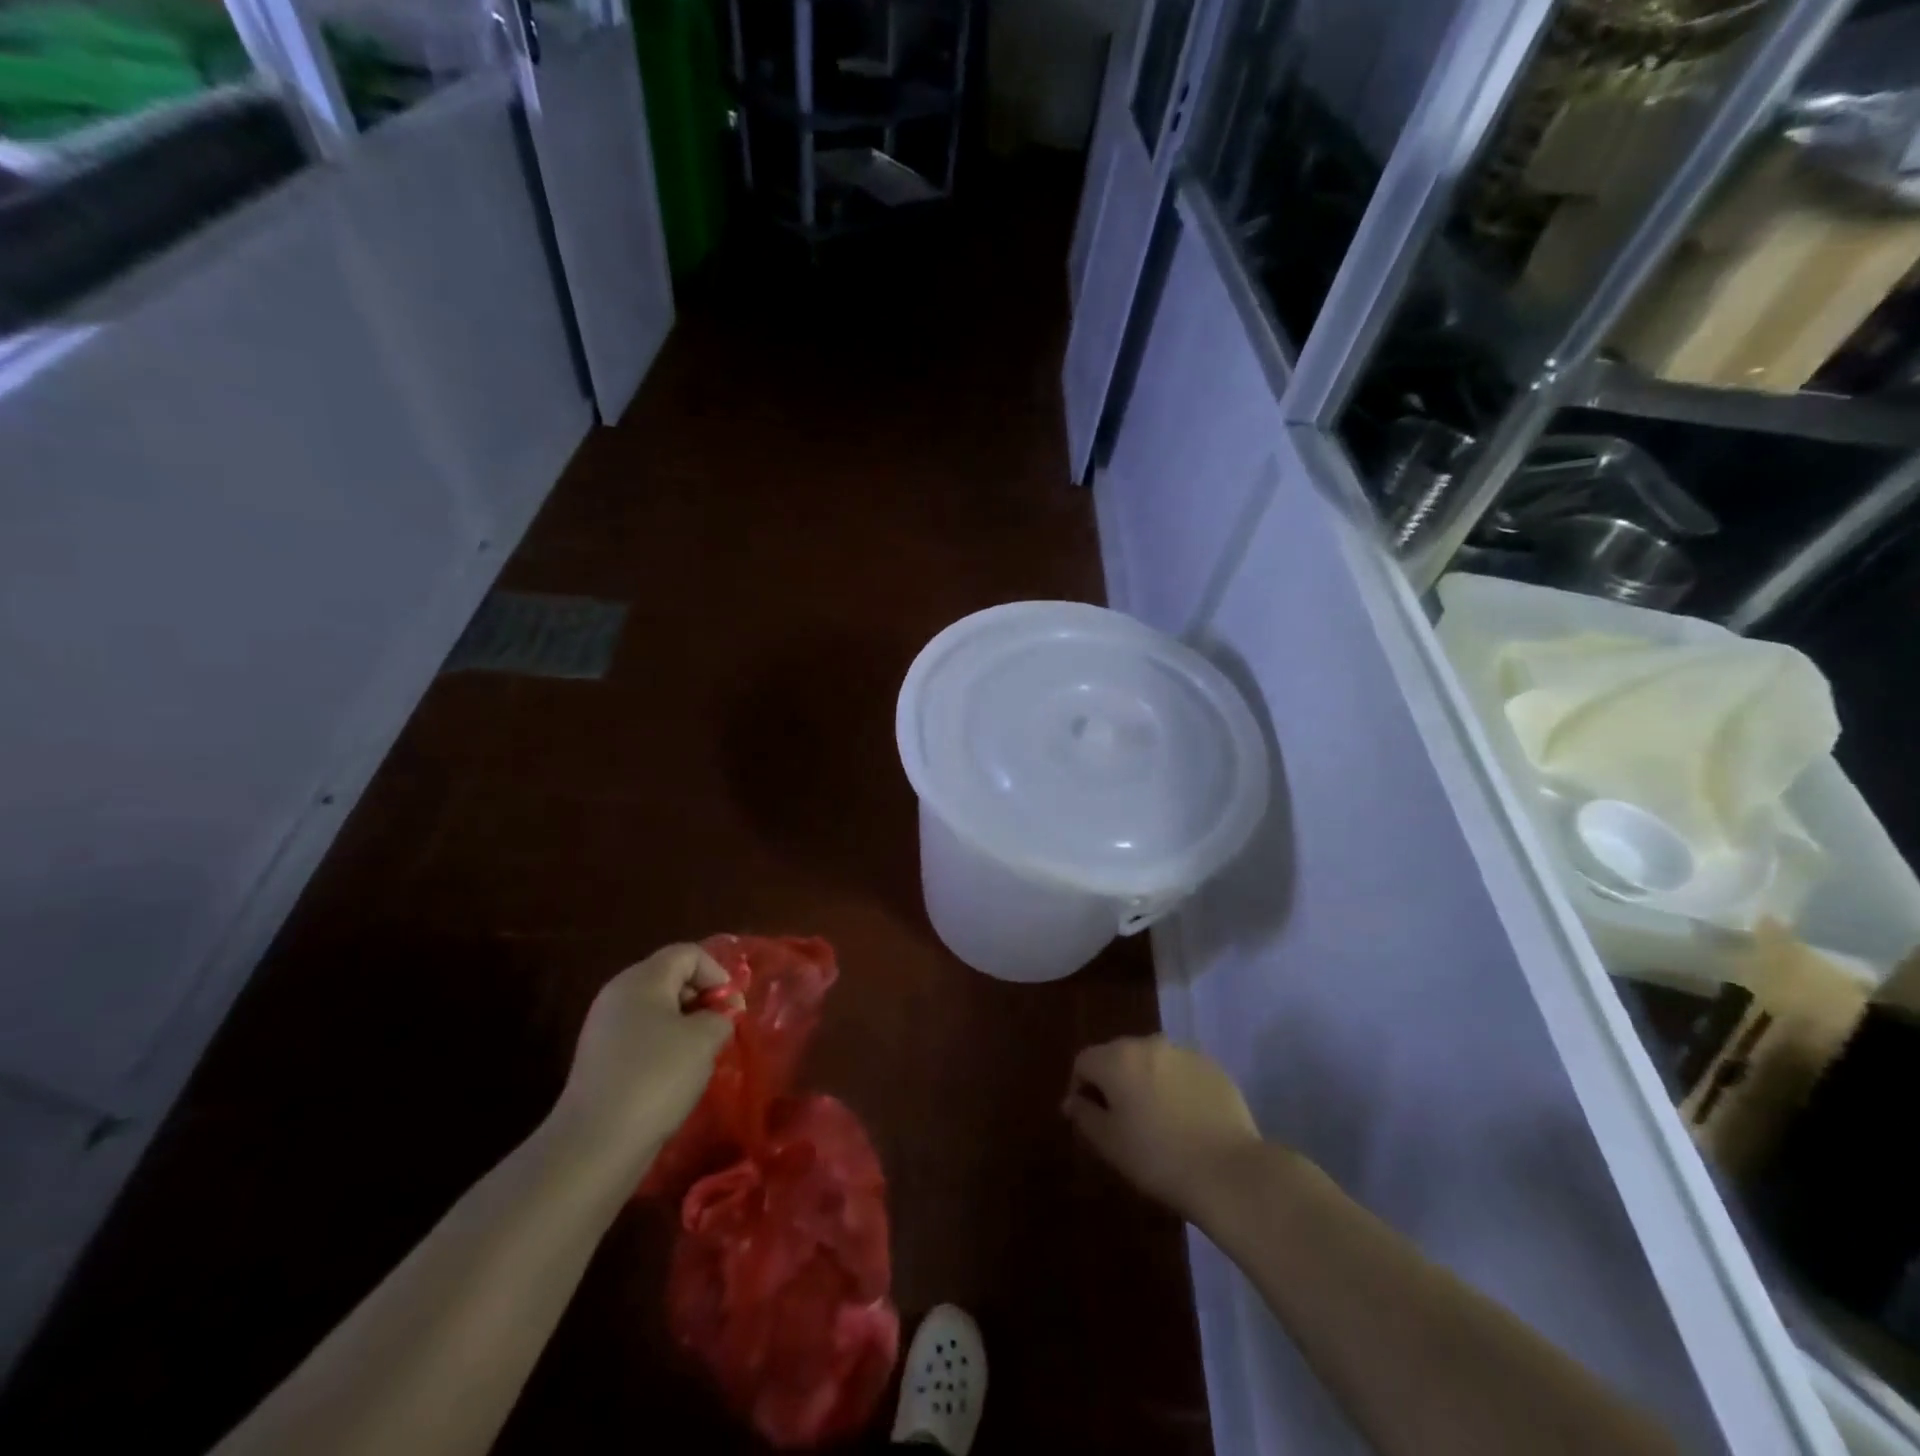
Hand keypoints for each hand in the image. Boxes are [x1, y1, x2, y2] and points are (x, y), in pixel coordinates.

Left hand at [550, 945, 740, 1177]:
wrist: (596, 1143)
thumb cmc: (657, 1077)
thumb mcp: (705, 1039)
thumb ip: (720, 1015)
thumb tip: (716, 1016)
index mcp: (642, 980)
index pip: (688, 954)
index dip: (717, 973)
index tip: (733, 1007)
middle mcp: (618, 994)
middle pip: (670, 977)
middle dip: (702, 998)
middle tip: (721, 1028)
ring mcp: (604, 1027)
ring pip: (656, 1009)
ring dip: (685, 1024)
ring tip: (702, 1054)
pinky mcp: (599, 1059)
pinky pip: (641, 1036)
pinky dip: (664, 1046)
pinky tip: (675, 1075)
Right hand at [1064, 1035, 1262, 1222]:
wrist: (1228, 1171)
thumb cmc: (1158, 1158)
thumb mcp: (1109, 1143)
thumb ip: (1084, 1115)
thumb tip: (1073, 1100)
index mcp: (1117, 1058)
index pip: (1084, 1062)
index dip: (1079, 1088)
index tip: (1089, 1118)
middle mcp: (1149, 1044)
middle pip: (1118, 1056)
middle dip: (1113, 1081)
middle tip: (1121, 1120)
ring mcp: (1184, 1053)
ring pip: (1152, 1062)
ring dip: (1146, 1081)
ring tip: (1156, 1119)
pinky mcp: (1213, 1067)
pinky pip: (1182, 1071)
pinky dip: (1176, 1087)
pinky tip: (1187, 1120)